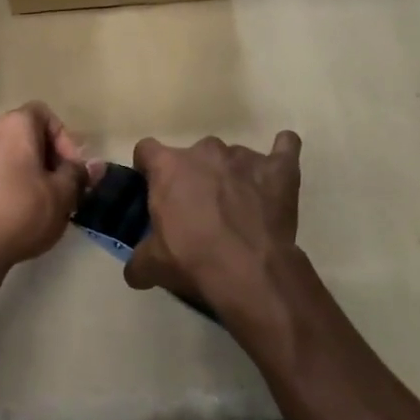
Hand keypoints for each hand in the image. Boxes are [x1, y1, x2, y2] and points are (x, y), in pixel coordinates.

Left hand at [0, 102, 102, 277]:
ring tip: (40, 203)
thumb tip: (96, 165)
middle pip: (25, 134)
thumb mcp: (62, 195)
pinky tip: (14, 212)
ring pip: (6, 154)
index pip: (45, 115)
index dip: (65, 140)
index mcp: (14, 125)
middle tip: (62, 189)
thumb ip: (79, 174)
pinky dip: (4, 183)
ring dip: (26, 172)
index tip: (73, 170)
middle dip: (48, 158)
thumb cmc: (21, 213)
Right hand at [124, 131, 302, 311]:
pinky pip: (285, 147)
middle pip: (193, 155)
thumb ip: (138, 260)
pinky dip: (280, 157)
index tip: (153, 189)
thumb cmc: (193, 260)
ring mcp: (245, 156)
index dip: (149, 169)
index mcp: (169, 167)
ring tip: (238, 208)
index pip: (147, 150)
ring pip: (232, 158)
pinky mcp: (280, 168)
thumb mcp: (153, 265)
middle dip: (194, 177)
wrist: (250, 271)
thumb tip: (134, 271)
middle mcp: (205, 151)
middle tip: (197, 210)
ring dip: (231, 176)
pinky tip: (276, 174)